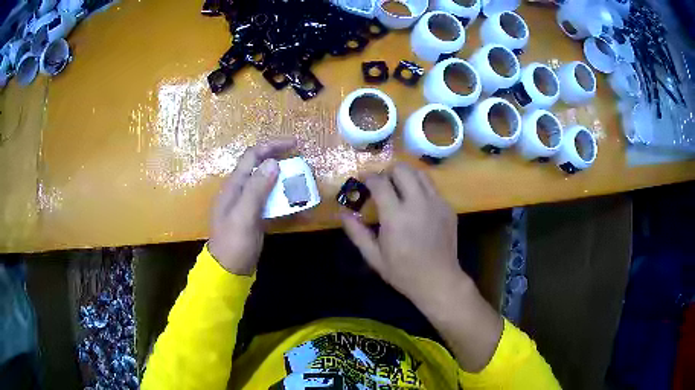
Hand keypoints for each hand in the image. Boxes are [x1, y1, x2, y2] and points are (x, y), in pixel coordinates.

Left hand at [208, 139, 295, 274]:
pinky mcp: (254, 216)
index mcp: (234, 186)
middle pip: (260, 167)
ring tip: (303, 183)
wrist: (228, 270)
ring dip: (285, 180)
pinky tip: (297, 205)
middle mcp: (240, 190)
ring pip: (267, 183)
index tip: (295, 144)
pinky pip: (271, 201)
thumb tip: (273, 162)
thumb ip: (256, 189)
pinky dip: (284, 199)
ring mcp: (247, 203)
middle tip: (302, 164)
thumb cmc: (234, 243)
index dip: (272, 146)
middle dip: (281, 161)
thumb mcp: (244, 216)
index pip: (252, 155)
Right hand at [340, 163, 464, 304]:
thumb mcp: (374, 257)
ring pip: (420, 173)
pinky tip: (417, 204)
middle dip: (388, 171)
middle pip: (402, 169)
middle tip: (382, 184)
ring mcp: (436, 203)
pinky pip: (432, 187)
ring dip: (406, 175)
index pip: (380, 182)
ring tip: (400, 188)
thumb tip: (343, 213)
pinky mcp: (448, 208)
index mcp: (396, 217)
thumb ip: (357, 233)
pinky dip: (421, 188)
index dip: (368, 177)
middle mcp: (417, 204)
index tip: (363, 179)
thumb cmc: (403, 272)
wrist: (438, 280)